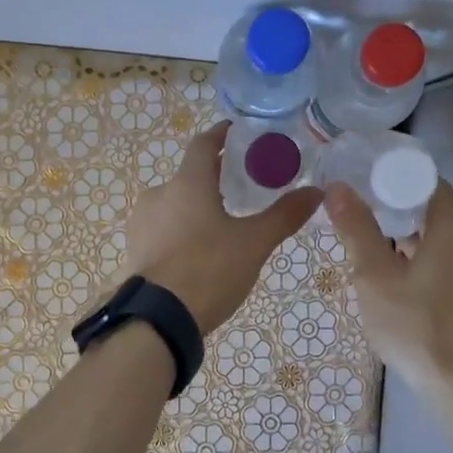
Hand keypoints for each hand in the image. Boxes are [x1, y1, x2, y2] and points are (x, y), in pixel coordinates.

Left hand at [124, 122, 322, 332]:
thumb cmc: (209, 270)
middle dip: (216, 178)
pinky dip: (183, 229)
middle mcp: (159, 194)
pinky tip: (200, 250)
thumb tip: (317, 192)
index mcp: (187, 183)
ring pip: (176, 203)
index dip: (223, 135)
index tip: (240, 134)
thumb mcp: (253, 243)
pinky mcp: (136, 248)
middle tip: (244, 187)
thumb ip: (284, 215)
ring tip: (225, 224)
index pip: (204, 144)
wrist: (158, 319)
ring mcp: (142, 222)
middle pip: (191, 175)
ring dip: (198, 206)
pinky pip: (164, 228)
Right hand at [325, 178, 452, 396]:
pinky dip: (429, 270)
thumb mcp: (375, 277)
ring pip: (447, 249)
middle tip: (367, 224)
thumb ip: (357, 230)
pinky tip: (404, 293)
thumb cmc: (415, 326)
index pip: (436, 187)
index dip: (406, 181)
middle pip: (440, 219)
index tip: (375, 186)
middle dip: (404, 217)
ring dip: (416, 248)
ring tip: (379, 261)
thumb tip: (338, 188)